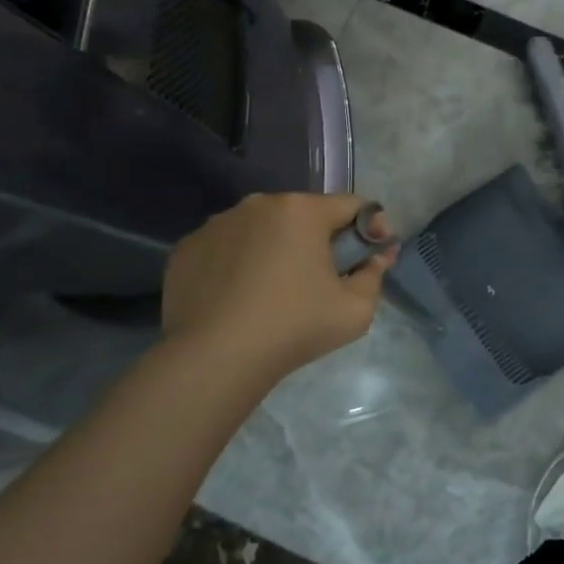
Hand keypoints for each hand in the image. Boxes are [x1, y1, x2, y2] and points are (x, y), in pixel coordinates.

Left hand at [162, 194, 395, 392]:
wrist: (215, 359)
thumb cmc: (295, 327)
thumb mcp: (357, 309)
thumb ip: (374, 274)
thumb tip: (377, 257)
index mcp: (302, 211)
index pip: (351, 205)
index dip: (371, 227)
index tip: (372, 256)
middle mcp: (258, 205)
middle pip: (305, 214)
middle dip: (321, 238)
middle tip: (326, 276)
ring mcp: (217, 224)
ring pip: (263, 228)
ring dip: (278, 248)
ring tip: (278, 289)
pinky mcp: (187, 248)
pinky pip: (227, 247)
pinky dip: (240, 263)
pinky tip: (241, 296)